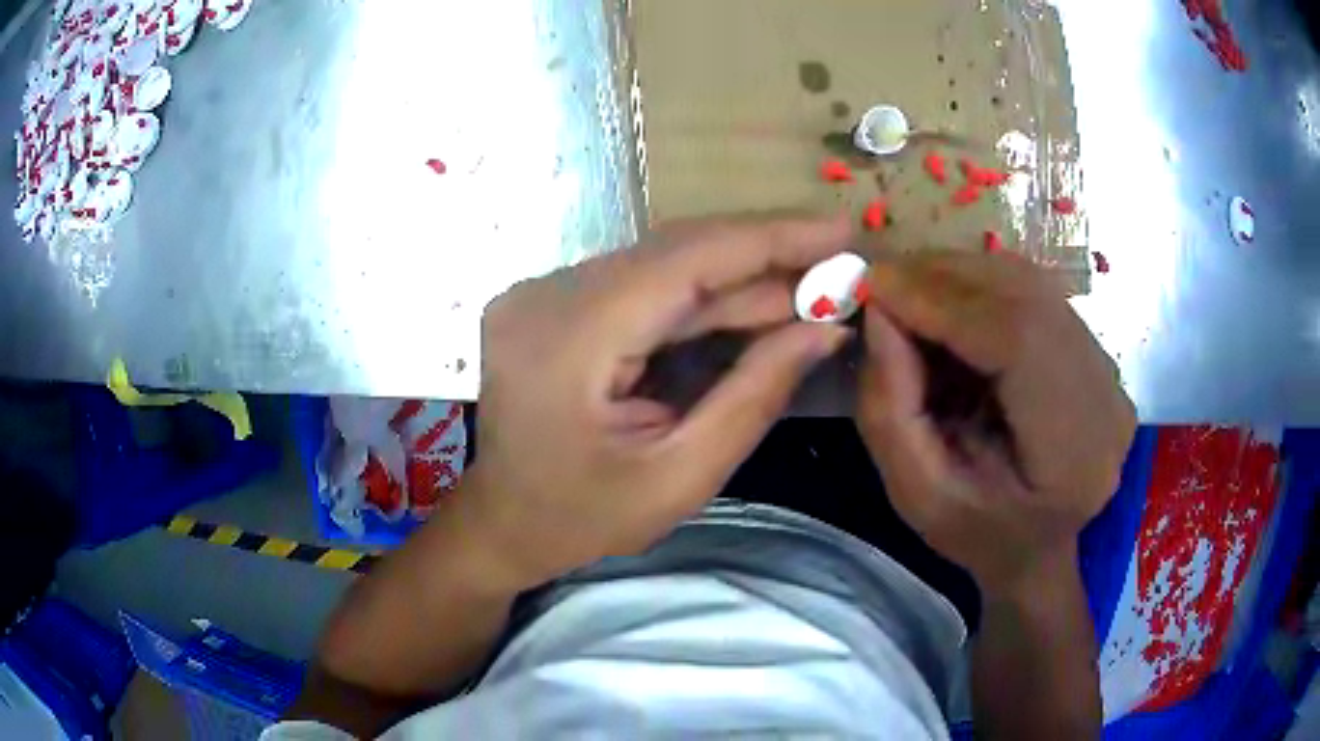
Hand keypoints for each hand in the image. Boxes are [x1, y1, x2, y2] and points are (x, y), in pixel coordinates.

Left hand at [460, 214, 853, 588]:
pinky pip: (641, 282)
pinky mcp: (551, 300)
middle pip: (675, 253)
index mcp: (568, 339)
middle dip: (766, 255)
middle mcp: (546, 295)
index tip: (842, 232)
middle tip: (841, 262)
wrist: (502, 524)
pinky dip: (702, 293)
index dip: (771, 238)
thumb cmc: (583, 519)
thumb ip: (755, 395)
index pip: (685, 261)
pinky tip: (753, 302)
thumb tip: (825, 328)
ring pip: (662, 263)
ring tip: (812, 284)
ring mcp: (542, 292)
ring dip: (739, 274)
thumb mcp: (680, 477)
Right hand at [856, 251, 1135, 591]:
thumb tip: (879, 312)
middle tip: (884, 281)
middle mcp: (1106, 399)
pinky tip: (950, 303)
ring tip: (910, 290)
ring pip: (1033, 284)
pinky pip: (1038, 294)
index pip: (1018, 342)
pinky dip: (984, 286)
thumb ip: (890, 409)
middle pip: (1028, 298)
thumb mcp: (916, 495)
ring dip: (962, 275)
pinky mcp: (1098, 352)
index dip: (944, 303)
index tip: (876, 288)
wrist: (1037, 549)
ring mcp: (1108, 370)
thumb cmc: (978, 538)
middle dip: (946, 278)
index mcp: (1073, 456)